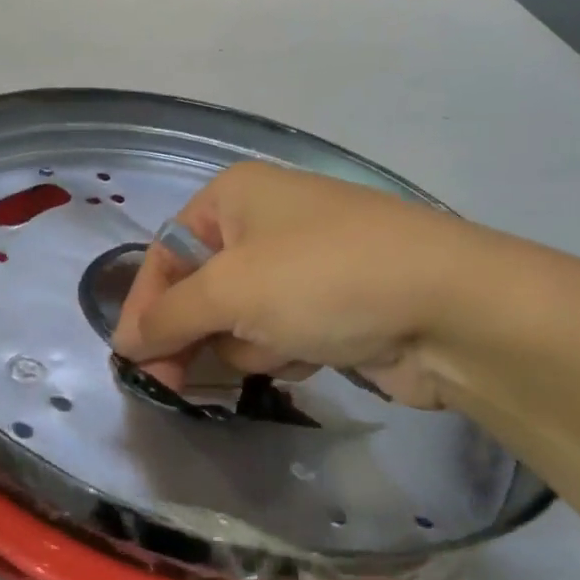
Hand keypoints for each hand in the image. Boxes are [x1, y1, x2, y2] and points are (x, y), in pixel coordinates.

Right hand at [110, 161, 488, 407]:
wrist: (453, 308)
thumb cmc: (322, 280)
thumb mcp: (229, 292)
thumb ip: (167, 317)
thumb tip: (127, 342)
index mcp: (234, 197)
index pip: (165, 253)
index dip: (145, 307)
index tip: (133, 359)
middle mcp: (264, 222)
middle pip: (199, 289)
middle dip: (196, 333)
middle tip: (175, 383)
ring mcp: (302, 264)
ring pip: (238, 320)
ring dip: (248, 345)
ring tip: (282, 348)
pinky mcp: (332, 305)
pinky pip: (279, 334)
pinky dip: (284, 351)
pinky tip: (312, 355)